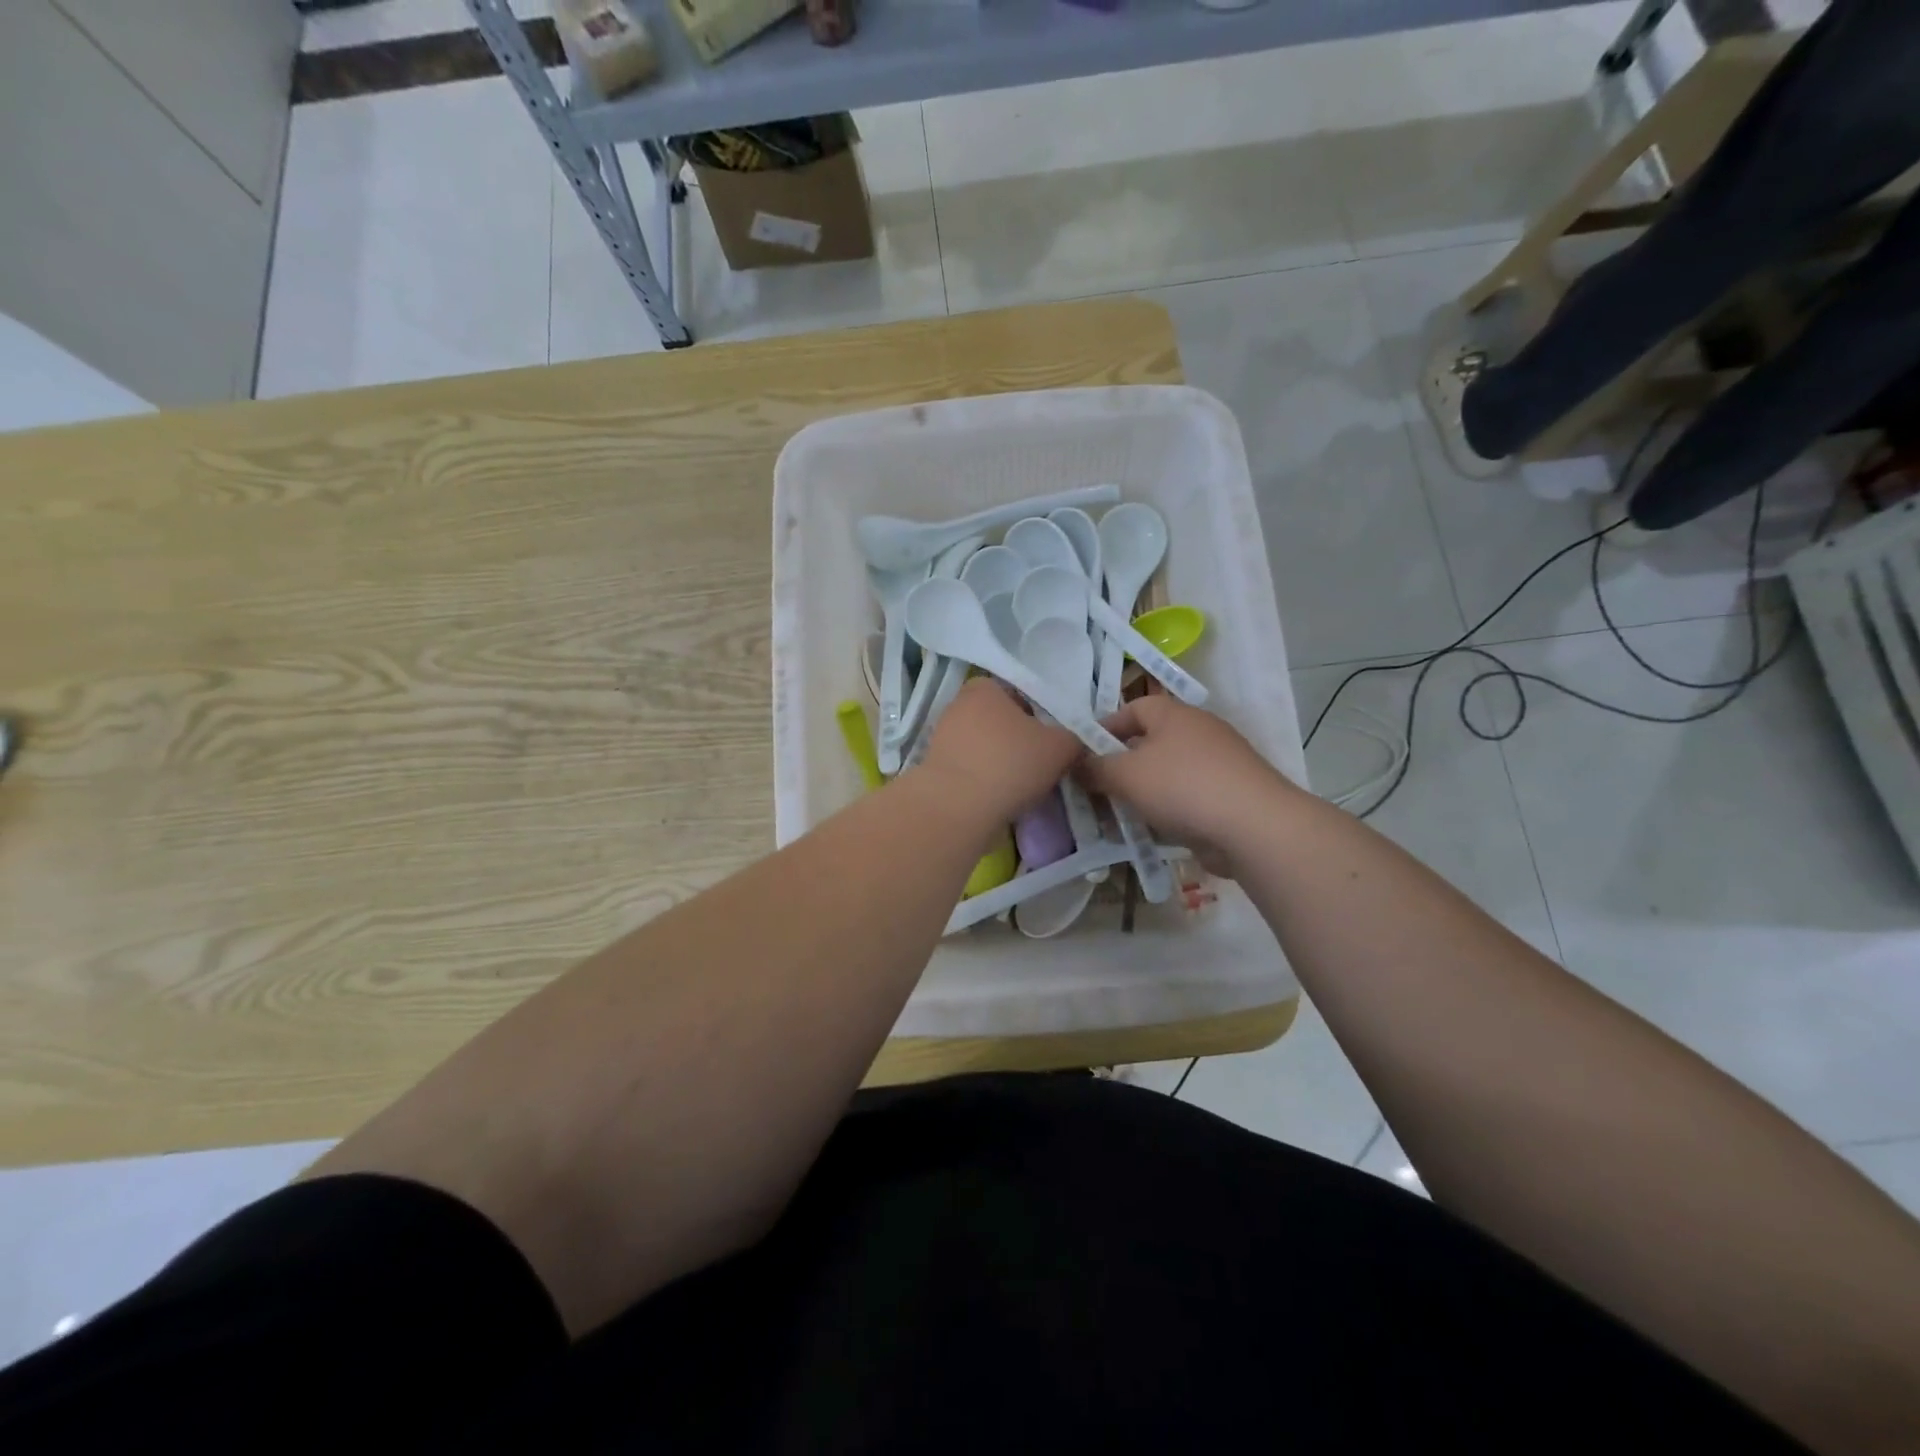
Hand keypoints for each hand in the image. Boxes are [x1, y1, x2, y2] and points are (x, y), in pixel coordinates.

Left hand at [914, 679, 1081, 823]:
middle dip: (1018, 740)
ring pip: (984, 747)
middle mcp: (957, 705)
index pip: (1019, 694)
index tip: (1049, 741)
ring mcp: (941, 738)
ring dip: (1001, 763)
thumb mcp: (1061, 746)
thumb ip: (1075, 736)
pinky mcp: (934, 769)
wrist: (957, 809)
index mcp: (984, 687)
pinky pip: (969, 770)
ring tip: (1020, 786)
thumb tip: (1076, 739)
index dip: (1039, 716)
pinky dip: (983, 781)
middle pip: (1000, 721)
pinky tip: (997, 798)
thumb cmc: (1010, 764)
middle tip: (1040, 764)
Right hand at [1078, 695, 1301, 872]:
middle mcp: (1197, 731)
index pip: (1131, 709)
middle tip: (1094, 790)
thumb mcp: (1125, 775)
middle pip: (1148, 743)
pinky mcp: (1228, 796)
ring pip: (1166, 774)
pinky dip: (1165, 811)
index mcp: (1173, 714)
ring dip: (1140, 793)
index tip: (1081, 754)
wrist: (1254, 827)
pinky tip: (1149, 832)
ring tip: (1115, 817)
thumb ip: (1095, 768)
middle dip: (1120, 766)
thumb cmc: (1182, 786)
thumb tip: (1076, 764)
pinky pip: (1185, 798)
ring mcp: (1217, 764)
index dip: (1103, 729)